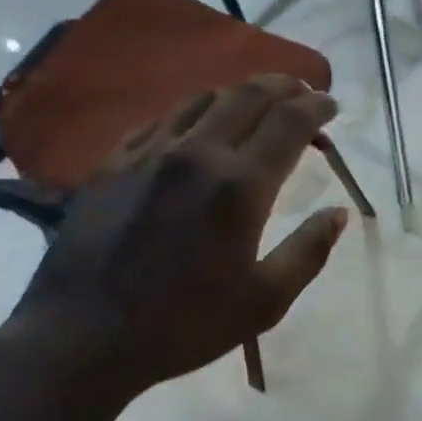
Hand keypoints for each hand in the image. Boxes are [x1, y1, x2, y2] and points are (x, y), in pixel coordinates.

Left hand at [15, 76, 350, 397]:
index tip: (331, 106)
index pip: (290, 121)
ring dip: (239, 92)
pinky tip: (196, 125)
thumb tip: (339, 212)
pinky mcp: (116, 159)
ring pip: (204, 96)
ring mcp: (151, 151)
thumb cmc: (182, 325)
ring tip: (255, 103)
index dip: (316, 106)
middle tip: (301, 92)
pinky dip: (193, 110)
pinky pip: (163, 117)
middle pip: (249, 95)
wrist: (83, 334)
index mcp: (239, 185)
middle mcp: (197, 152)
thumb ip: (308, 252)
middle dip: (284, 86)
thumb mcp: (263, 303)